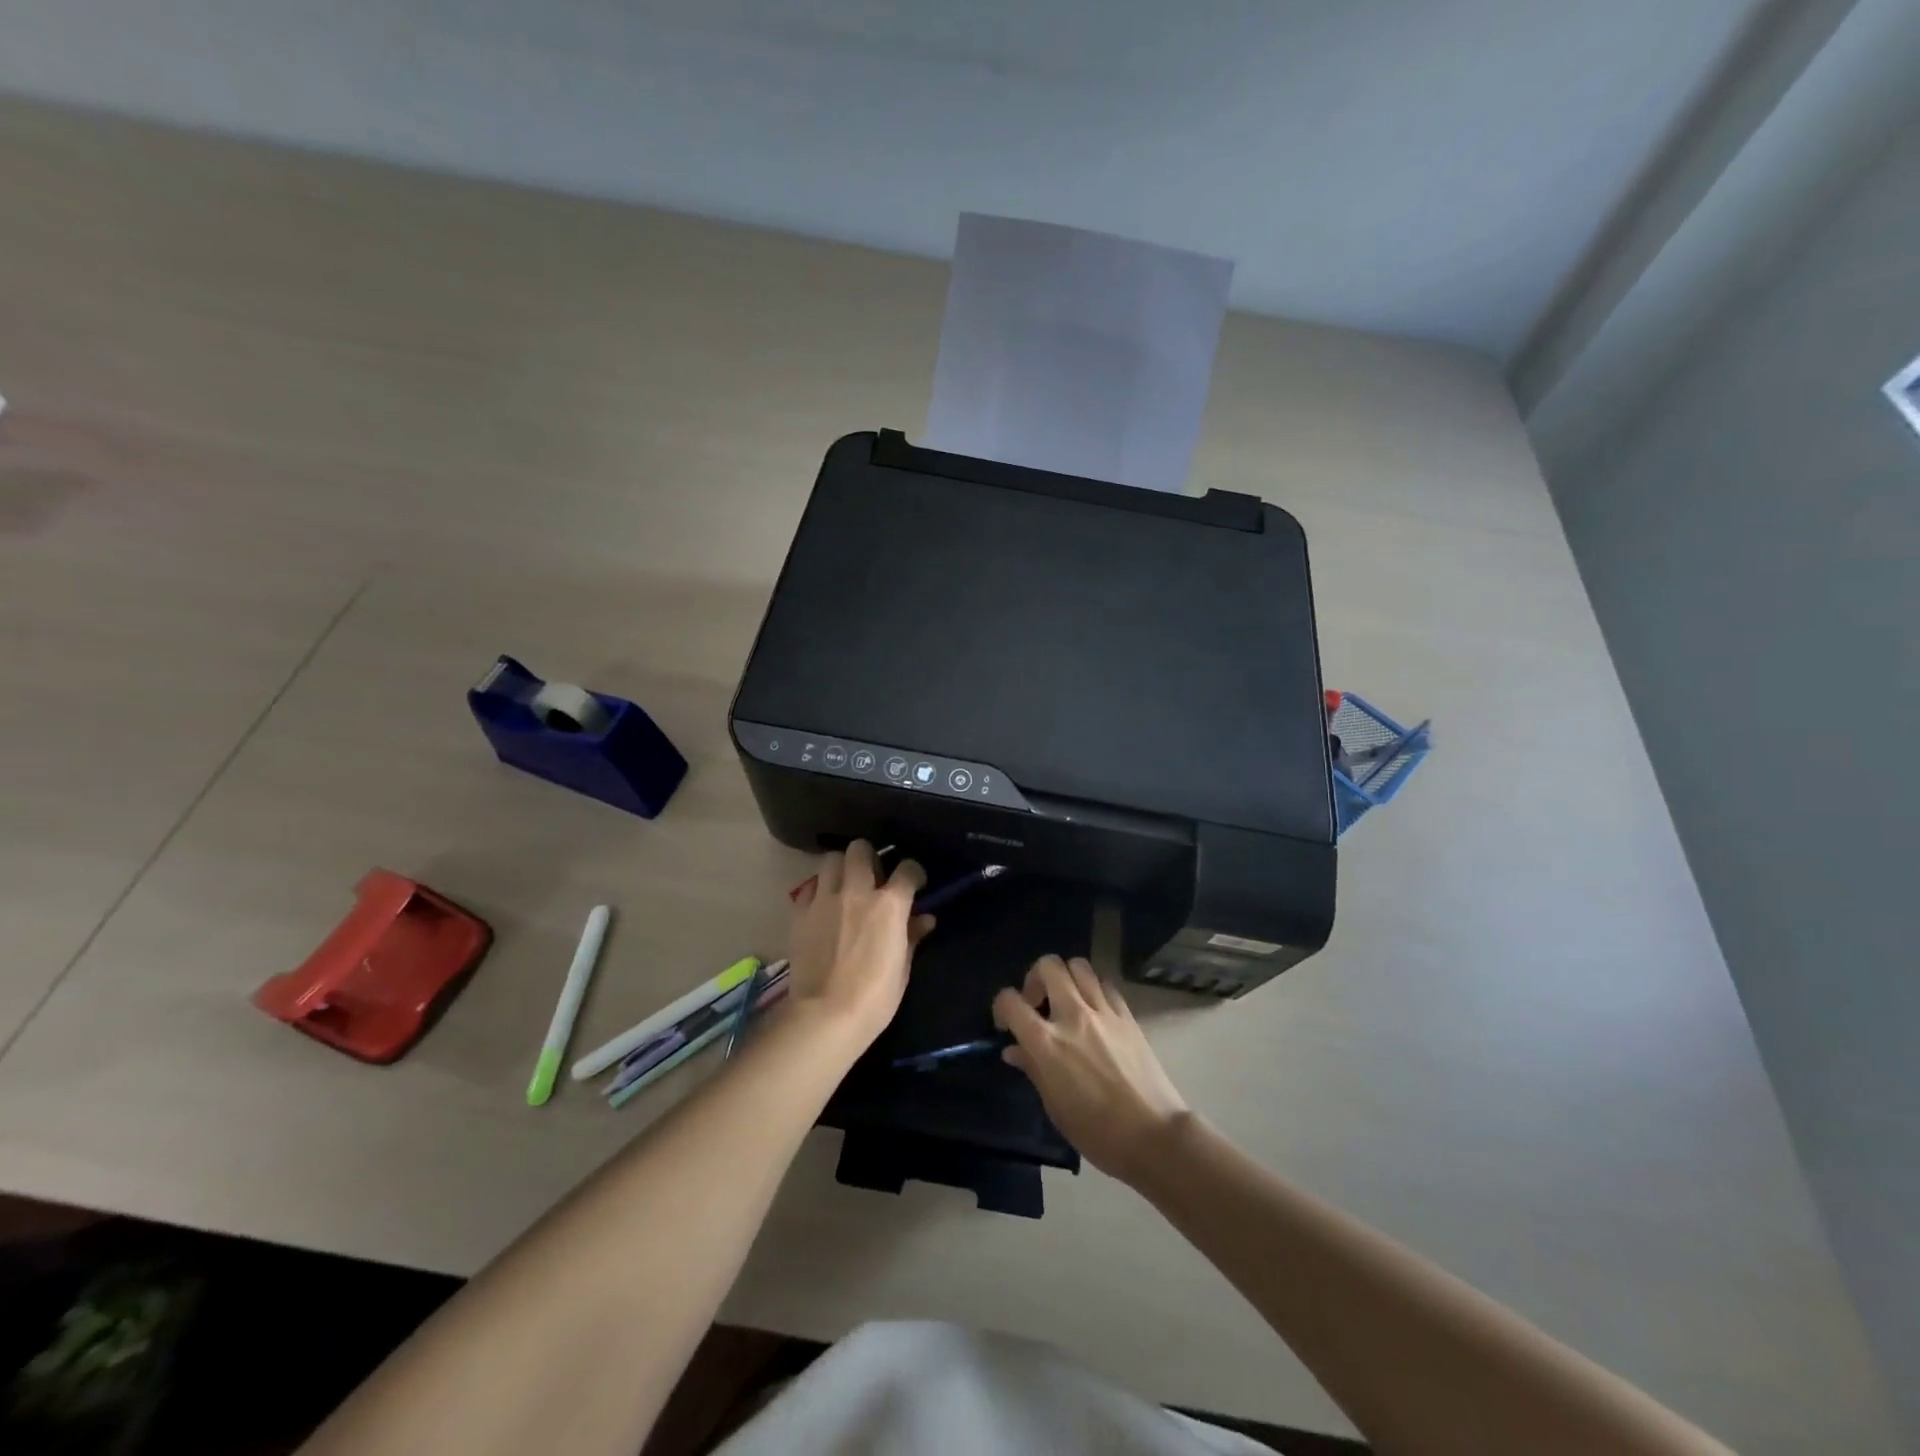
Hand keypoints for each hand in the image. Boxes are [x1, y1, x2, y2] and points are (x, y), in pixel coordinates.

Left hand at [786, 842, 932, 1048]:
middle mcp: (856, 891)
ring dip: (842, 867)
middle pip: (861, 849)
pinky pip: (809, 888)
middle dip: (870, 856)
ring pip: (831, 859)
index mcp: (889, 904)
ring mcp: (824, 900)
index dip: (913, 872)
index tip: (914, 882)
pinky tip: (823, 907)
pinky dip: (818, 892)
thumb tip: (925, 919)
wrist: (826, 1015)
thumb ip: (912, 936)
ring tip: (846, 885)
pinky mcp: (800, 913)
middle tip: (873, 876)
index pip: (907, 868)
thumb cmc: (875, 997)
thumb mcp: (903, 968)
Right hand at [993, 956, 1189, 1185]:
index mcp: (1047, 1043)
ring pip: (1078, 965)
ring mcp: (1103, 1012)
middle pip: (1048, 966)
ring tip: (1066, 1001)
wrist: (1153, 1136)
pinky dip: (1093, 988)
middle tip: (1038, 1004)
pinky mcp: (1127, 1015)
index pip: (1010, 1001)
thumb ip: (1033, 1069)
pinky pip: (1104, 984)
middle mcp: (1073, 1016)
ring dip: (1066, 977)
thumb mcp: (1055, 1107)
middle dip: (1035, 978)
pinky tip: (1094, 1010)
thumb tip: (1014, 1050)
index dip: (1001, 1006)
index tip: (1007, 1024)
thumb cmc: (1097, 1132)